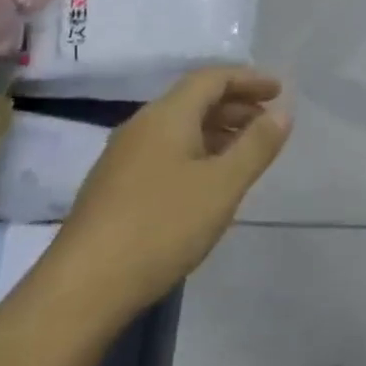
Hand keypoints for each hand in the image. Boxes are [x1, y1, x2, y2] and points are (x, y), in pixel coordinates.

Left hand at [41, 68, 291, 319]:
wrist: (83, 288)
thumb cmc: (161, 226)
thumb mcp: (222, 185)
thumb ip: (256, 145)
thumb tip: (283, 112)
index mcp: (167, 116)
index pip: (212, 78)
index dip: (248, 79)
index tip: (279, 91)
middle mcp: (141, 126)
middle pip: (194, 100)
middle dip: (236, 105)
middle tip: (269, 122)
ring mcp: (123, 158)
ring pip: (179, 128)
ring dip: (217, 130)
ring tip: (246, 152)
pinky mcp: (115, 187)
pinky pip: (165, 152)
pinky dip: (197, 152)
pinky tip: (208, 183)